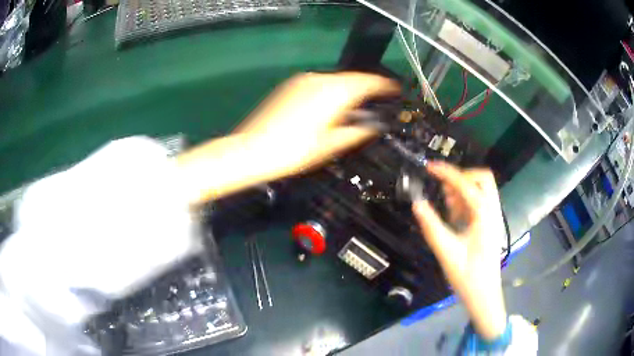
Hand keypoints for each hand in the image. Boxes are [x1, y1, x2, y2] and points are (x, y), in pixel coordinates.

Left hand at [178, 72, 398, 203]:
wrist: (253, 150)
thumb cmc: (294, 151)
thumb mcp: (332, 145)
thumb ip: (357, 132)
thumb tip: (373, 126)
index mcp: (334, 93)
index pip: (368, 82)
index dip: (384, 86)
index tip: (394, 91)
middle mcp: (320, 80)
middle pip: (352, 78)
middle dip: (366, 88)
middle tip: (377, 101)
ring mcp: (303, 81)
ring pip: (335, 80)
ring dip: (348, 89)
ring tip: (356, 106)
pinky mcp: (291, 86)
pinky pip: (320, 83)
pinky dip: (332, 91)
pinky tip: (332, 106)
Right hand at [412, 162, 506, 340]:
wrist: (484, 295)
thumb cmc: (467, 276)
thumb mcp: (446, 252)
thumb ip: (431, 226)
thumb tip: (417, 203)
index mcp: (485, 216)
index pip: (466, 185)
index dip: (447, 173)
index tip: (430, 167)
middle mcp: (493, 212)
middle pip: (483, 179)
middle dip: (462, 177)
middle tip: (443, 188)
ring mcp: (493, 217)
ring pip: (482, 189)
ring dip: (463, 190)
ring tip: (446, 203)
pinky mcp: (490, 224)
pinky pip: (480, 202)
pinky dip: (466, 201)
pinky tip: (454, 215)